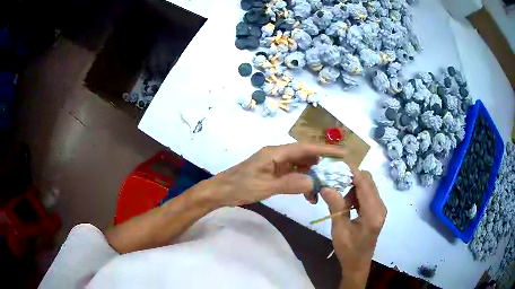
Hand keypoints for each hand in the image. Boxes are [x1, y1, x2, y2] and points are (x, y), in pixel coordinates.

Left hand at [206, 143, 345, 207]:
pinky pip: (293, 175)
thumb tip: (314, 183)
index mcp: (275, 153)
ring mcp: (276, 164)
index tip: (343, 153)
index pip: (305, 148)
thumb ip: (290, 184)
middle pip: (305, 156)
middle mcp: (278, 155)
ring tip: (324, 189)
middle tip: (338, 174)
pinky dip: (302, 183)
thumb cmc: (240, 186)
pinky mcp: (273, 173)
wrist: (221, 191)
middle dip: (323, 164)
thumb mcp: (265, 186)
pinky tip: (308, 195)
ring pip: (301, 166)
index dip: (325, 150)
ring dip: (313, 176)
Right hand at [320, 170, 385, 287]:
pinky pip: (368, 193)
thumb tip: (326, 186)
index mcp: (373, 213)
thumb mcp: (339, 230)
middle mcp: (380, 207)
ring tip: (340, 199)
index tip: (337, 163)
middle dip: (351, 178)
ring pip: (368, 185)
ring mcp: (380, 208)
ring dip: (353, 186)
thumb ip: (335, 206)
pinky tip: (347, 204)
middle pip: (368, 181)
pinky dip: (357, 193)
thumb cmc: (348, 250)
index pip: (364, 183)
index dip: (351, 171)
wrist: (358, 263)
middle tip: (334, 182)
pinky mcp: (378, 210)